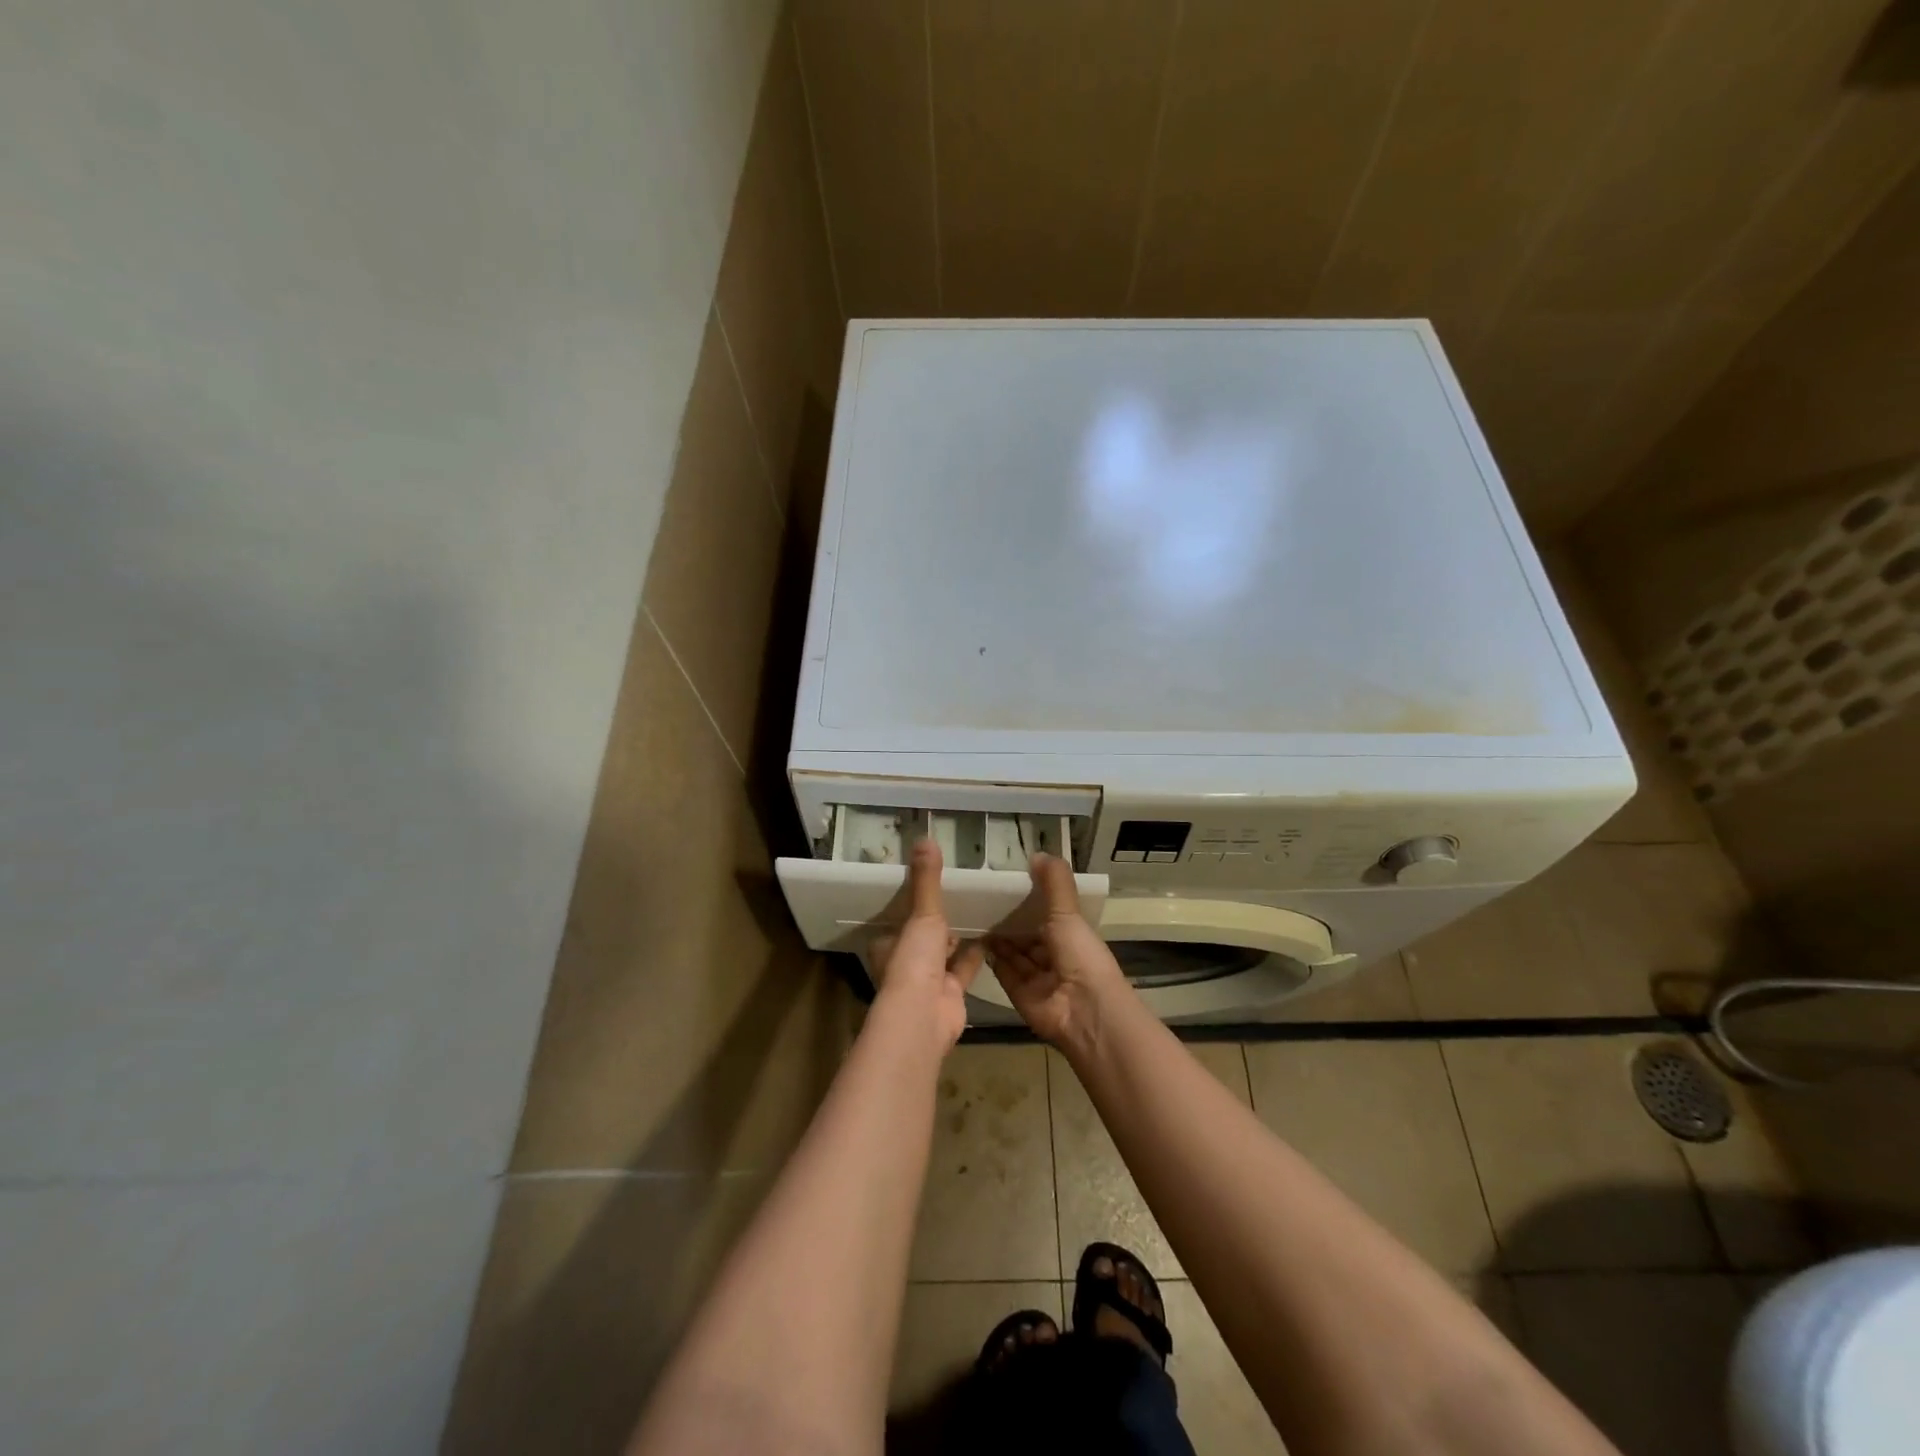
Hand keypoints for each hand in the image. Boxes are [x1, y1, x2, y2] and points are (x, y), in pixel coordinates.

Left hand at [869, 839, 983, 1051]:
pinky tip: (992, 936)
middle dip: (938, 922)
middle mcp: (905, 963)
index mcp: (888, 945)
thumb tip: (925, 838)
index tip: (927, 887)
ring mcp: (928, 982)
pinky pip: (965, 968)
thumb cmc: (913, 962)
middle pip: (922, 938)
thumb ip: (926, 880)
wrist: (924, 1016)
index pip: (898, 921)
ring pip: (944, 953)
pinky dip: (976, 955)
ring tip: (978, 909)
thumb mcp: (921, 915)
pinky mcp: (951, 995)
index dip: (911, 906)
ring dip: (958, 937)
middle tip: (959, 894)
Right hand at [986, 853, 1129, 1055]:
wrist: (1083, 1010)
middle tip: (980, 898)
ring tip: (973, 914)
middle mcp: (1054, 956)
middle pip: (1027, 935)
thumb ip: (1054, 882)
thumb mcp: (1068, 912)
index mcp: (1071, 936)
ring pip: (1014, 953)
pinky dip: (992, 958)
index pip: (1046, 915)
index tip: (1005, 882)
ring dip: (998, 938)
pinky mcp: (1020, 994)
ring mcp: (1037, 978)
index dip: (1028, 900)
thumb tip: (1037, 852)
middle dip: (1008, 920)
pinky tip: (976, 939)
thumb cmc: (1080, 955)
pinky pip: (1003, 972)